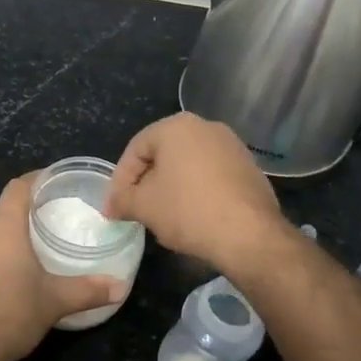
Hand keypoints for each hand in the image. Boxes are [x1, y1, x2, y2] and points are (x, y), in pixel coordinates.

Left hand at [0, 173, 125, 360]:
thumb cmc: (10, 313)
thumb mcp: (54, 301)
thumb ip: (88, 290)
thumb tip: (120, 286)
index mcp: (2, 226)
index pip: (19, 186)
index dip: (38, 180)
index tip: (58, 184)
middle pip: (3, 208)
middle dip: (28, 209)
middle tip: (56, 217)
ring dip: (10, 235)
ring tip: (36, 246)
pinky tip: (11, 276)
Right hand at [103, 114, 286, 270]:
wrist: (249, 234)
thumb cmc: (188, 210)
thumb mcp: (143, 206)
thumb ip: (121, 200)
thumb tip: (111, 206)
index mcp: (176, 126)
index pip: (136, 149)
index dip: (121, 179)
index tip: (115, 206)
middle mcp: (206, 126)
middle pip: (164, 154)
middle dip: (146, 182)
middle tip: (136, 209)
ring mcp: (232, 145)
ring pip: (189, 165)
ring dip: (172, 187)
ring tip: (163, 215)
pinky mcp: (249, 167)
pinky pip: (212, 175)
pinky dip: (197, 191)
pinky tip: (194, 216)